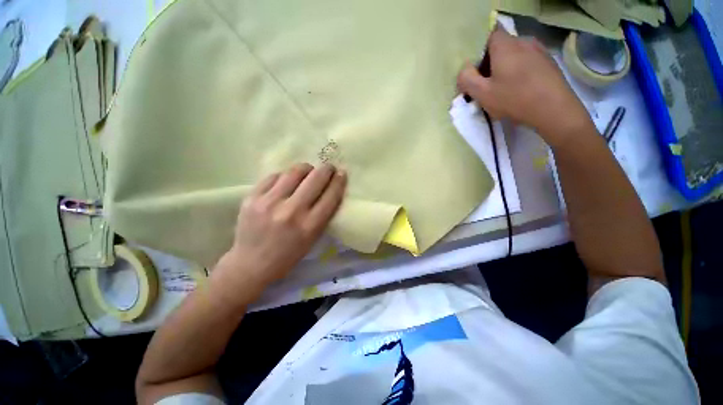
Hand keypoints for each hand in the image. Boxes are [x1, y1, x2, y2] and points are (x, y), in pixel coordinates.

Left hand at [211, 163, 346, 304]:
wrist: (250, 264)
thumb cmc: (288, 255)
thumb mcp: (312, 239)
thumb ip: (323, 214)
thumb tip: (329, 188)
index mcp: (310, 226)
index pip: (331, 196)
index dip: (339, 181)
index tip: (342, 173)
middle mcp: (291, 212)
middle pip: (315, 179)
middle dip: (326, 169)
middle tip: (328, 167)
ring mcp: (269, 203)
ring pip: (295, 172)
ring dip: (306, 169)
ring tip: (308, 171)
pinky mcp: (252, 197)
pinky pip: (275, 176)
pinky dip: (285, 176)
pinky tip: (287, 181)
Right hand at [457, 28, 592, 148]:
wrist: (554, 109)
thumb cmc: (514, 99)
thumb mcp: (482, 93)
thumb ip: (466, 79)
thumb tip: (463, 70)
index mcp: (505, 45)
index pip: (488, 35)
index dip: (479, 51)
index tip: (475, 70)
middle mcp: (523, 41)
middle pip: (501, 46)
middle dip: (490, 62)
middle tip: (486, 83)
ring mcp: (539, 50)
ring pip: (515, 54)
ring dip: (505, 67)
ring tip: (503, 88)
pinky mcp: (549, 62)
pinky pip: (527, 61)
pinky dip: (519, 71)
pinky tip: (519, 88)